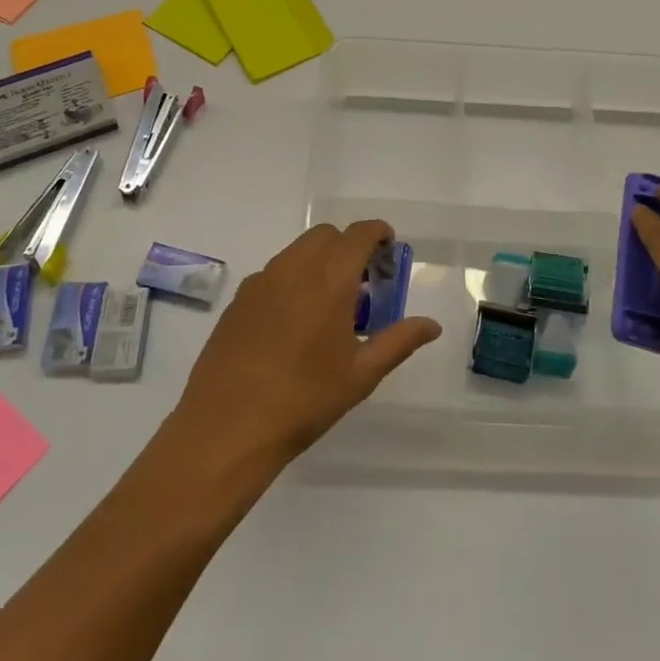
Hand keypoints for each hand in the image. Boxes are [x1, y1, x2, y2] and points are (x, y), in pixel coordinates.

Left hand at [169, 220, 442, 468]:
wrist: (227, 427)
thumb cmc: (304, 399)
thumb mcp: (361, 374)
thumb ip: (399, 341)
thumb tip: (431, 326)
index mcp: (330, 278)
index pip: (359, 234)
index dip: (378, 233)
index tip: (389, 249)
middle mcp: (294, 267)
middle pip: (326, 235)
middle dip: (348, 247)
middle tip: (362, 283)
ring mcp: (261, 281)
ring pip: (297, 251)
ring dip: (319, 262)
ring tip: (329, 306)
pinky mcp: (239, 300)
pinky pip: (274, 274)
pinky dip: (292, 280)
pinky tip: (293, 324)